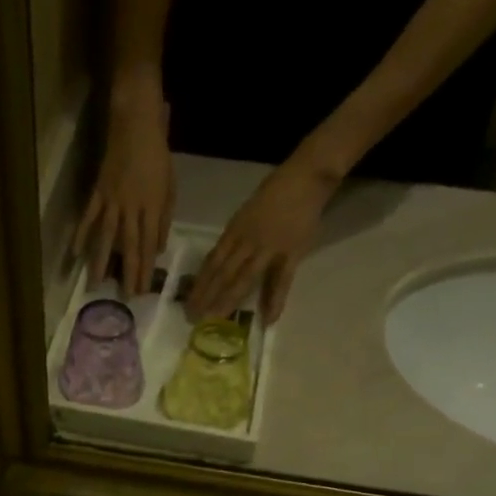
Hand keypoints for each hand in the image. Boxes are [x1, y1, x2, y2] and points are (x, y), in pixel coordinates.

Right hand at [75, 90, 174, 297]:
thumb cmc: (157, 153)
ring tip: (96, 284)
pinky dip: (81, 233)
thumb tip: (158, 248)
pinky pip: (89, 215)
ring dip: (101, 262)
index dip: (146, 269)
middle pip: (129, 245)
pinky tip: (75, 252)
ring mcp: (112, 199)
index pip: (149, 244)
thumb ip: (164, 218)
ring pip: (107, 236)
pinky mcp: (98, 190)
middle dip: (128, 272)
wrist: (136, 121)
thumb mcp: (170, 185)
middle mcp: (132, 207)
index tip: (143, 290)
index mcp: (152, 206)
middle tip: (125, 296)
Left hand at [185, 158, 337, 323]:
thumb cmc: (275, 192)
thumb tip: (221, 260)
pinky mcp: (291, 253)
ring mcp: (268, 248)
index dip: (200, 283)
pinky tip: (268, 319)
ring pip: (244, 278)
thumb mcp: (247, 213)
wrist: (307, 177)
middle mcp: (247, 241)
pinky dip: (275, 301)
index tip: (188, 301)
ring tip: (216, 319)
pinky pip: (281, 281)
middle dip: (207, 296)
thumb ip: (236, 237)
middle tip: (193, 317)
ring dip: (228, 300)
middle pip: (222, 273)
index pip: (212, 261)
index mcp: (235, 230)